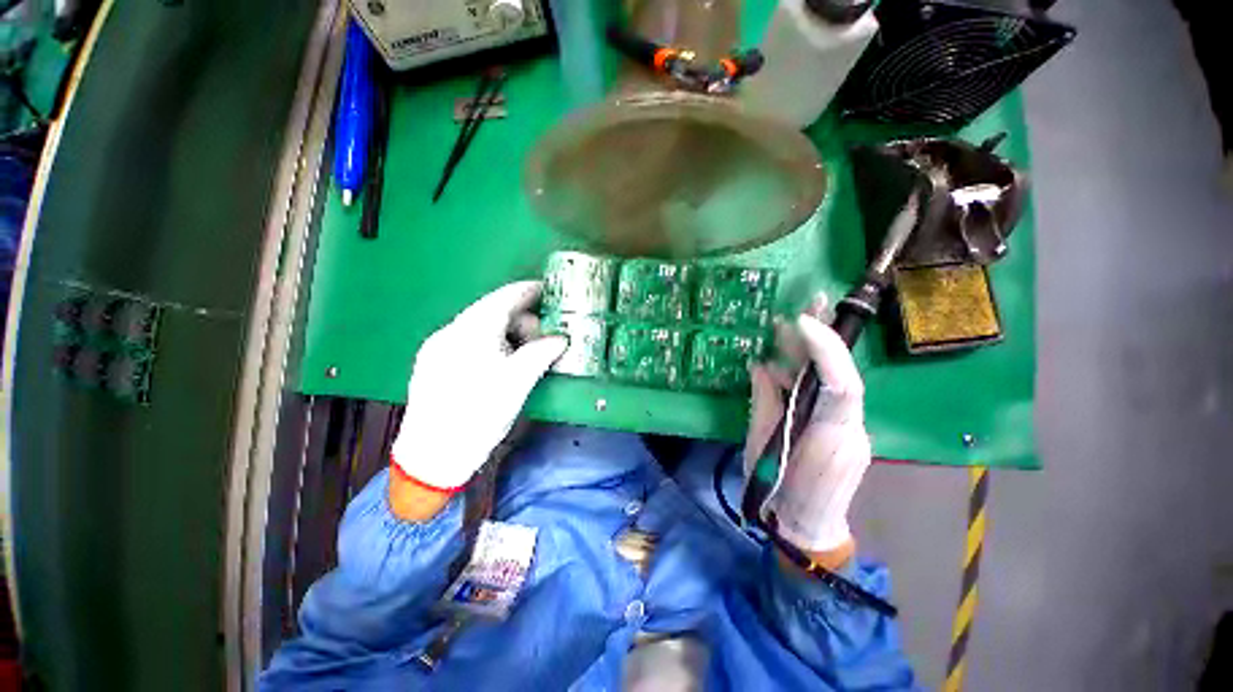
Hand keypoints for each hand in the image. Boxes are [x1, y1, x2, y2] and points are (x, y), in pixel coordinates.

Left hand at [392, 281, 566, 494]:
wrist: (432, 456)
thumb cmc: (479, 415)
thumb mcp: (518, 382)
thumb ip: (542, 354)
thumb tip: (561, 339)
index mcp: (471, 331)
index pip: (504, 297)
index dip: (528, 291)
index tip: (548, 290)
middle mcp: (450, 331)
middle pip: (492, 312)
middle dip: (521, 321)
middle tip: (543, 338)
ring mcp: (438, 347)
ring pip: (480, 328)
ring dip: (506, 335)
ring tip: (524, 356)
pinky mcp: (433, 363)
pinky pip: (469, 342)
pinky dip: (491, 345)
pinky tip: (500, 365)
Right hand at [744, 314, 870, 556]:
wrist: (807, 530)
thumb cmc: (779, 493)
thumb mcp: (761, 446)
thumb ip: (765, 402)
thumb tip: (762, 366)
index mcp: (832, 437)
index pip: (841, 384)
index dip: (824, 349)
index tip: (801, 322)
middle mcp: (852, 429)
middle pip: (843, 375)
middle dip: (825, 338)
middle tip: (809, 304)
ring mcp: (853, 430)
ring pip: (836, 382)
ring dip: (814, 353)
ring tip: (796, 323)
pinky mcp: (845, 431)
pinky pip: (828, 395)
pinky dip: (809, 374)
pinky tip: (790, 359)